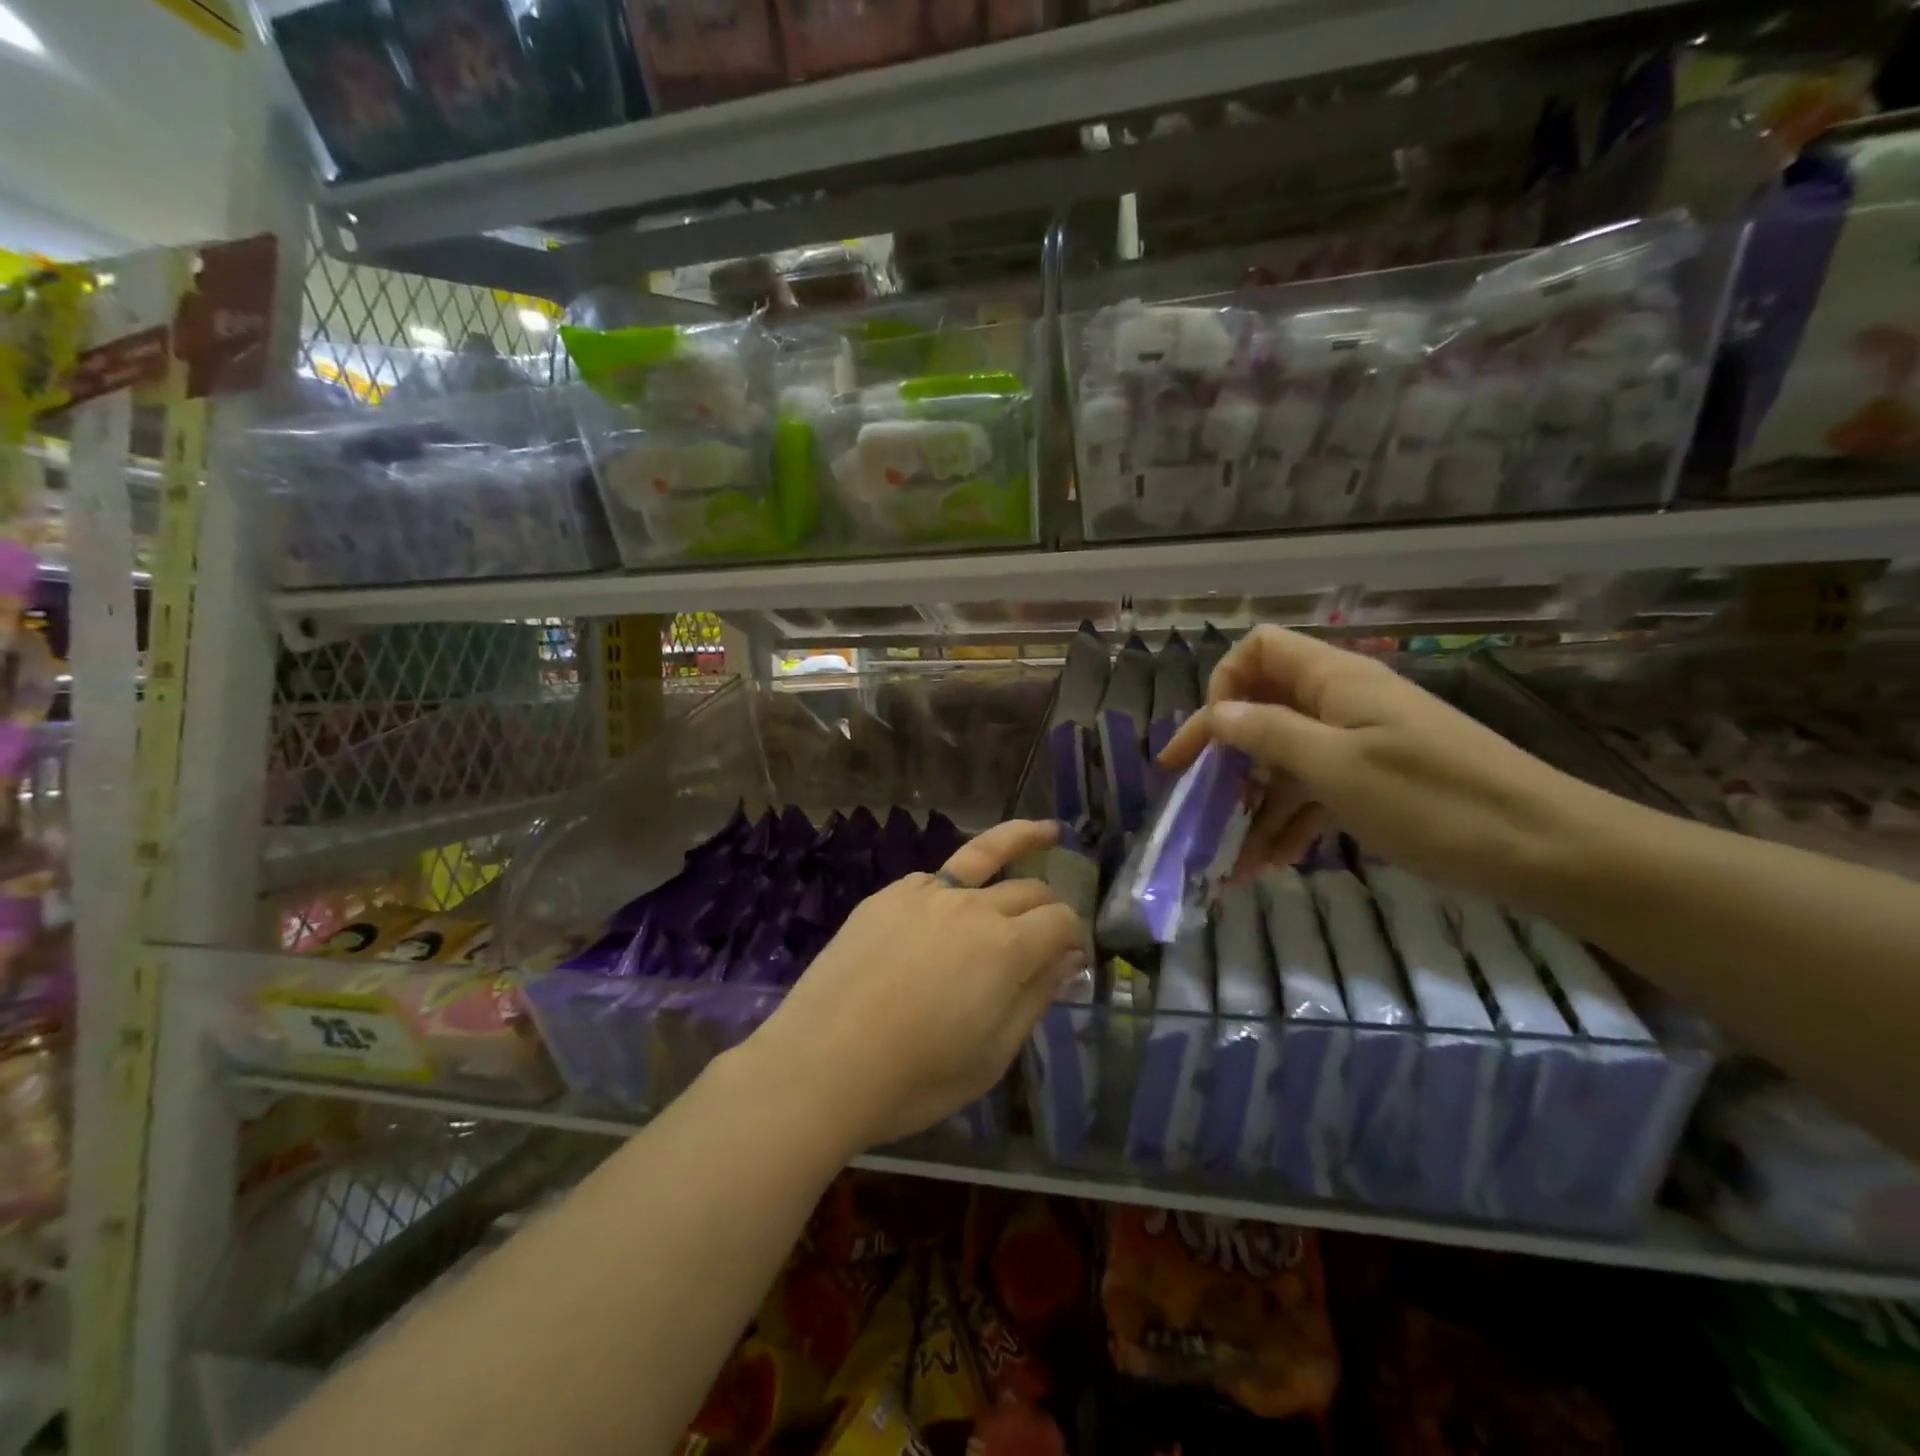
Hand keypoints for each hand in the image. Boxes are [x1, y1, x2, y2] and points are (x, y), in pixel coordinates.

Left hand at [743, 819, 1090, 1153]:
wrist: (821, 1066)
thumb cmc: (916, 1078)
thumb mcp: (993, 1055)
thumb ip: (1035, 998)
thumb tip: (1067, 958)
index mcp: (1006, 946)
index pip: (1062, 920)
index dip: (1077, 936)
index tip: (1075, 959)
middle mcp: (971, 906)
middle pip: (1029, 888)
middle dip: (1052, 905)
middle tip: (1052, 929)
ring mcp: (925, 893)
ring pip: (984, 857)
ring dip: (1021, 843)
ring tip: (1046, 832)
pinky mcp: (886, 896)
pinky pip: (935, 880)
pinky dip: (957, 886)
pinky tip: (954, 901)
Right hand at [1159, 626, 1603, 901]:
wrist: (1545, 850)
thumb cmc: (1432, 800)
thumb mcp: (1336, 767)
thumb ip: (1269, 733)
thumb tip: (1217, 712)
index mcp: (1334, 681)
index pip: (1258, 651)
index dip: (1223, 685)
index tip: (1208, 741)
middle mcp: (1342, 702)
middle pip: (1264, 709)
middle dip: (1227, 758)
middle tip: (1197, 803)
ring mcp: (1361, 743)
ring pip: (1286, 759)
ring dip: (1254, 806)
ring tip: (1231, 860)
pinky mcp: (1376, 780)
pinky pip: (1316, 791)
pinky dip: (1290, 823)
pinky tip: (1270, 864)